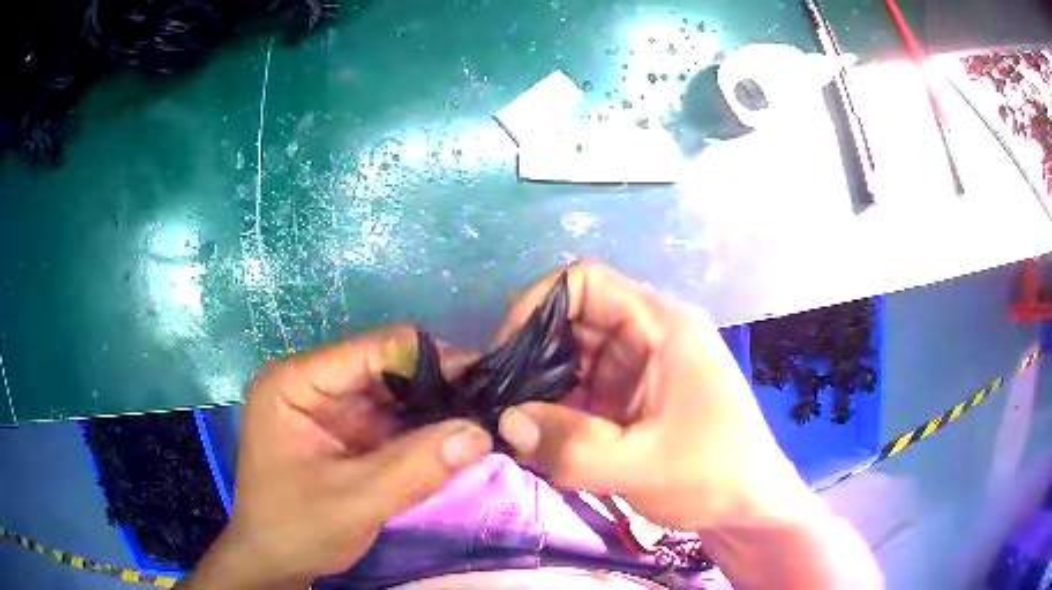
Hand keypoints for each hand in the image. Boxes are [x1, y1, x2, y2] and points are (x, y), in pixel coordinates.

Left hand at [185, 326, 492, 589]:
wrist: (274, 562)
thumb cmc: (295, 528)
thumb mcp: (354, 502)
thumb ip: (415, 467)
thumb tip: (481, 433)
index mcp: (295, 382)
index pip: (371, 350)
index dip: (430, 360)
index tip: (482, 380)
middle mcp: (312, 384)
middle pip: (385, 367)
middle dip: (436, 386)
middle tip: (488, 405)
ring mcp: (329, 408)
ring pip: (393, 394)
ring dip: (433, 409)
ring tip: (480, 421)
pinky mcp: (344, 432)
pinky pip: (391, 420)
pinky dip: (422, 431)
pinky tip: (454, 440)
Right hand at [495, 262, 801, 531]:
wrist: (749, 509)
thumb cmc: (712, 476)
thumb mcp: (640, 465)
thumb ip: (569, 446)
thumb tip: (504, 420)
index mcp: (661, 326)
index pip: (584, 282)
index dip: (536, 306)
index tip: (505, 356)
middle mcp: (648, 336)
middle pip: (573, 320)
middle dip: (531, 356)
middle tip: (500, 400)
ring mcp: (641, 369)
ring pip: (574, 358)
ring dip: (542, 388)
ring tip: (517, 426)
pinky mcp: (634, 399)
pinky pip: (583, 390)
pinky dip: (558, 410)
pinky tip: (543, 440)